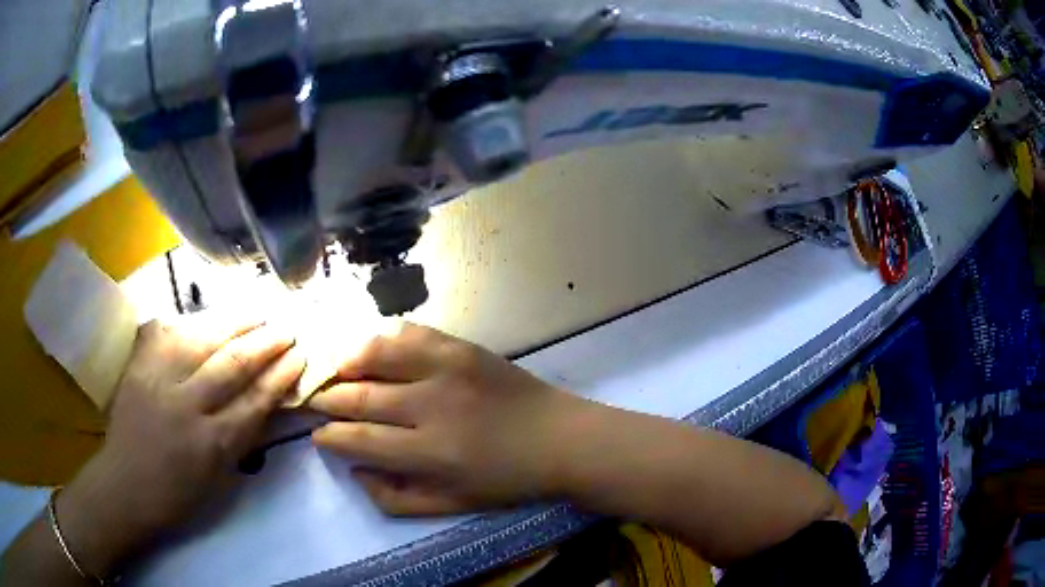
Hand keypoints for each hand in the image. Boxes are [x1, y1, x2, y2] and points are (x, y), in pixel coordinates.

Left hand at [57, 314, 304, 576]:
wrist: (125, 486)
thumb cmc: (177, 495)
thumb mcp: (219, 477)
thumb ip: (241, 437)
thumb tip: (266, 401)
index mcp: (211, 444)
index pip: (254, 401)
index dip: (280, 376)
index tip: (299, 356)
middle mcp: (185, 406)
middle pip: (231, 364)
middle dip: (263, 343)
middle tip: (285, 328)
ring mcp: (157, 380)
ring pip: (200, 339)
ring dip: (232, 323)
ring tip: (255, 312)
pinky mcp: (137, 367)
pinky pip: (166, 332)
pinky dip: (188, 322)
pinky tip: (203, 318)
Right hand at [308, 323, 586, 515]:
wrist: (559, 439)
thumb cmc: (505, 480)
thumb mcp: (452, 505)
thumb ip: (396, 498)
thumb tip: (355, 470)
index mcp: (429, 453)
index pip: (357, 439)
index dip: (329, 436)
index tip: (319, 435)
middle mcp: (431, 406)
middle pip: (359, 396)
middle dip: (327, 399)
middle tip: (317, 401)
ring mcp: (447, 369)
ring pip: (376, 354)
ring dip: (347, 362)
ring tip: (335, 371)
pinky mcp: (463, 347)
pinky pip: (411, 333)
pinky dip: (385, 339)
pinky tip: (375, 350)